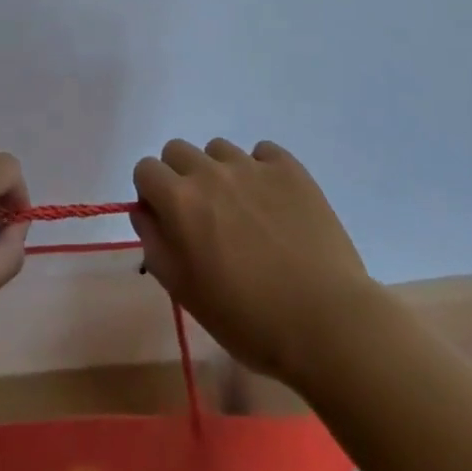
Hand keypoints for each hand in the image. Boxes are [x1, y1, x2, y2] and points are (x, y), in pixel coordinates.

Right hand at [132, 139, 375, 386]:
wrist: (326, 321)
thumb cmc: (248, 320)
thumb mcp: (186, 293)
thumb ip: (155, 244)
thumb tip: (145, 212)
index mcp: (180, 201)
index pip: (145, 169)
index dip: (152, 193)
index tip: (168, 221)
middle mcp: (211, 172)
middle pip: (177, 150)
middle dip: (180, 176)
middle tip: (203, 216)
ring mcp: (252, 165)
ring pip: (219, 149)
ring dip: (220, 172)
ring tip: (243, 211)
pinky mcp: (289, 168)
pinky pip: (262, 152)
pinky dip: (260, 170)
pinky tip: (274, 204)